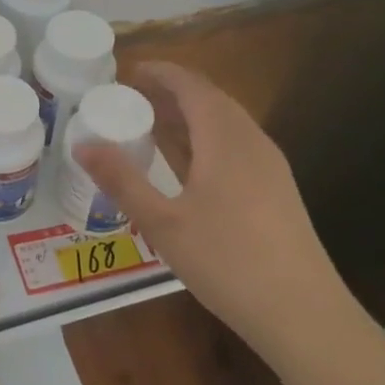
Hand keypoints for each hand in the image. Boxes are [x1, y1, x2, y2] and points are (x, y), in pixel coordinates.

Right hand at [74, 62, 352, 360]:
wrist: (302, 312)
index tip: (128, 72)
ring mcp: (270, 166)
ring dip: (189, 115)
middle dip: (171, 92)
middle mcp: (252, 141)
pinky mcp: (276, 189)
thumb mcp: (162, 222)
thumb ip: (121, 180)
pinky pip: (235, 144)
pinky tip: (187, 164)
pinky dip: (205, 138)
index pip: (191, 86)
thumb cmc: (226, 261)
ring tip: (152, 125)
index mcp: (225, 139)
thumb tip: (82, 145)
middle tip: (131, 100)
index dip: (160, 73)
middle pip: (210, 100)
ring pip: (226, 123)